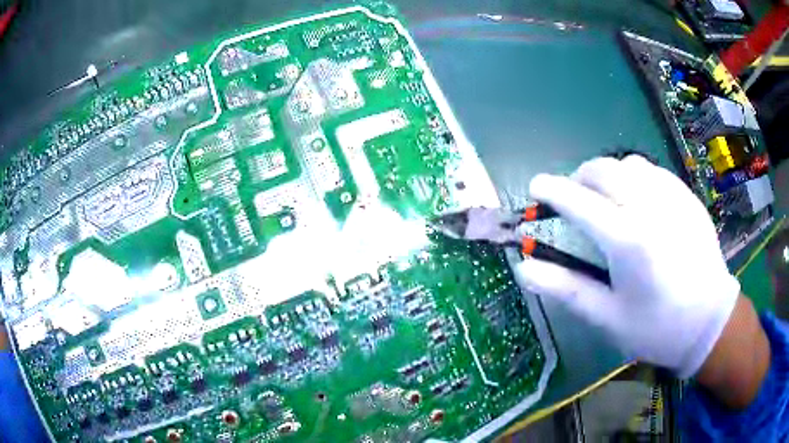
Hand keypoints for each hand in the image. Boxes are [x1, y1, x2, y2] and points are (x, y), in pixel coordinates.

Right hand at [515, 155, 739, 377]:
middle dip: (580, 177)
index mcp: (628, 242)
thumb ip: (566, 289)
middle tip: (574, 197)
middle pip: (603, 170)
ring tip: (607, 198)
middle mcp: (650, 208)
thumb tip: (523, 269)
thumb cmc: (656, 326)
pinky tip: (639, 201)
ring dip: (608, 175)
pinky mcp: (687, 196)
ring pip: (629, 164)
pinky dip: (635, 177)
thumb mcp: (608, 317)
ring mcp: (672, 197)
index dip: (552, 190)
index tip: (536, 186)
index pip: (579, 202)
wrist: (708, 321)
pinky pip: (653, 171)